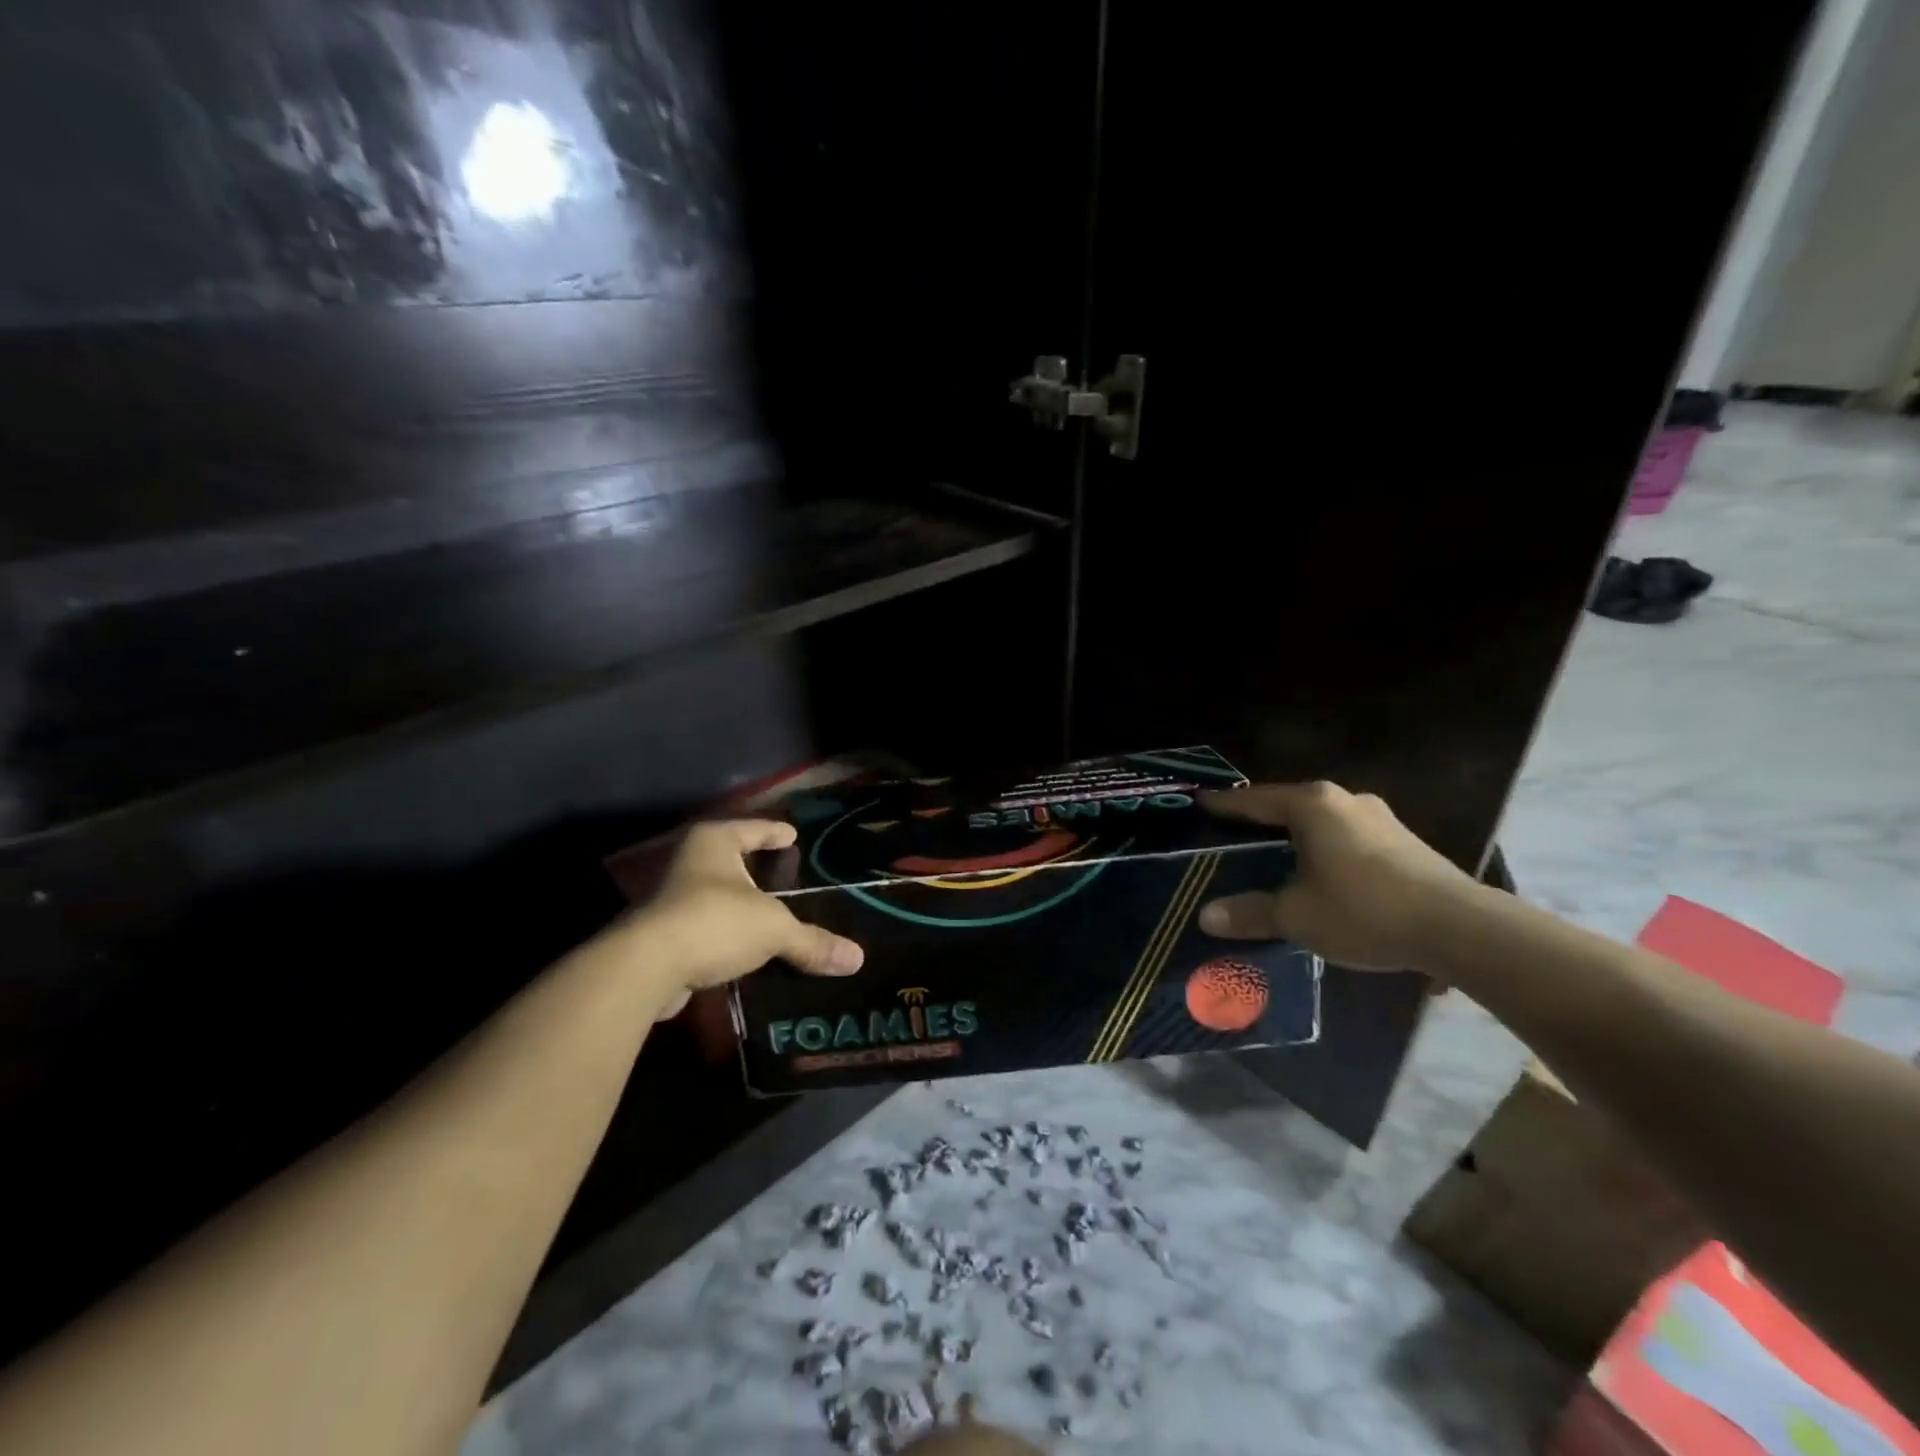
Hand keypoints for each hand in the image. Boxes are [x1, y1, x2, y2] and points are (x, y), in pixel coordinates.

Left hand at [627, 819, 863, 1019]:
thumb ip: (813, 942)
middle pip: (730, 857)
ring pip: (713, 892)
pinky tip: (741, 946)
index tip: (793, 836)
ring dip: (736, 902)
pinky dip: (722, 932)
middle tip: (783, 870)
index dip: (775, 832)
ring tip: (766, 911)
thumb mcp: (774, 929)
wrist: (644, 967)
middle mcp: (689, 861)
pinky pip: (703, 925)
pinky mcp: (659, 932)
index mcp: (715, 842)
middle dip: (754, 865)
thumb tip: (858, 959)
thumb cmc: (715, 922)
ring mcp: (669, 897)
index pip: (754, 828)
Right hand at [1197, 781, 1476, 970]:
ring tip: (1276, 854)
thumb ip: (1250, 913)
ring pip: (1323, 822)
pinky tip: (1323, 873)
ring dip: (1298, 836)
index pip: (1254, 800)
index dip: (1225, 805)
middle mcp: (1345, 801)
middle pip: (1290, 806)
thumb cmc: (1363, 910)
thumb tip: (1205, 916)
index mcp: (1312, 806)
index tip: (1201, 802)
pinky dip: (1326, 850)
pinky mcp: (1405, 842)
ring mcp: (1380, 818)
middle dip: (1262, 820)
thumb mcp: (1296, 916)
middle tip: (1234, 833)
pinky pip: (1348, 838)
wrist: (1460, 928)